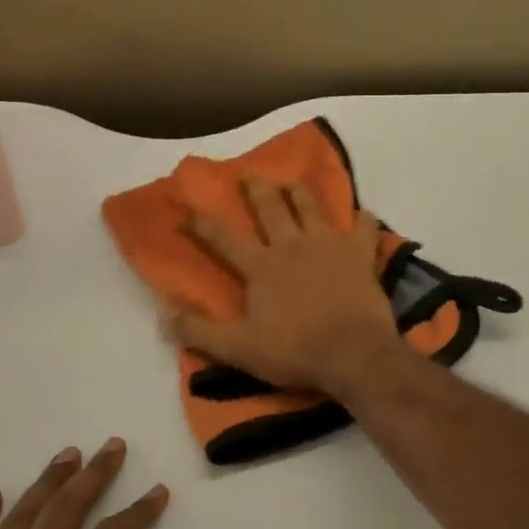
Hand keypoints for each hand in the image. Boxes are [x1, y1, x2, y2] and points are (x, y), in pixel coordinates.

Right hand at [172, 178, 402, 396]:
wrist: (353, 353)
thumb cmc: (295, 351)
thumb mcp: (238, 348)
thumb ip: (200, 332)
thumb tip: (163, 316)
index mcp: (261, 266)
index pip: (223, 239)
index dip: (202, 225)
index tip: (187, 211)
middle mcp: (291, 245)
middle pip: (271, 208)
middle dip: (257, 190)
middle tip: (250, 176)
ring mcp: (328, 245)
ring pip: (311, 207)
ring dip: (300, 192)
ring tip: (293, 182)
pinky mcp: (360, 254)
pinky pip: (364, 228)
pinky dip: (364, 219)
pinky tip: (364, 214)